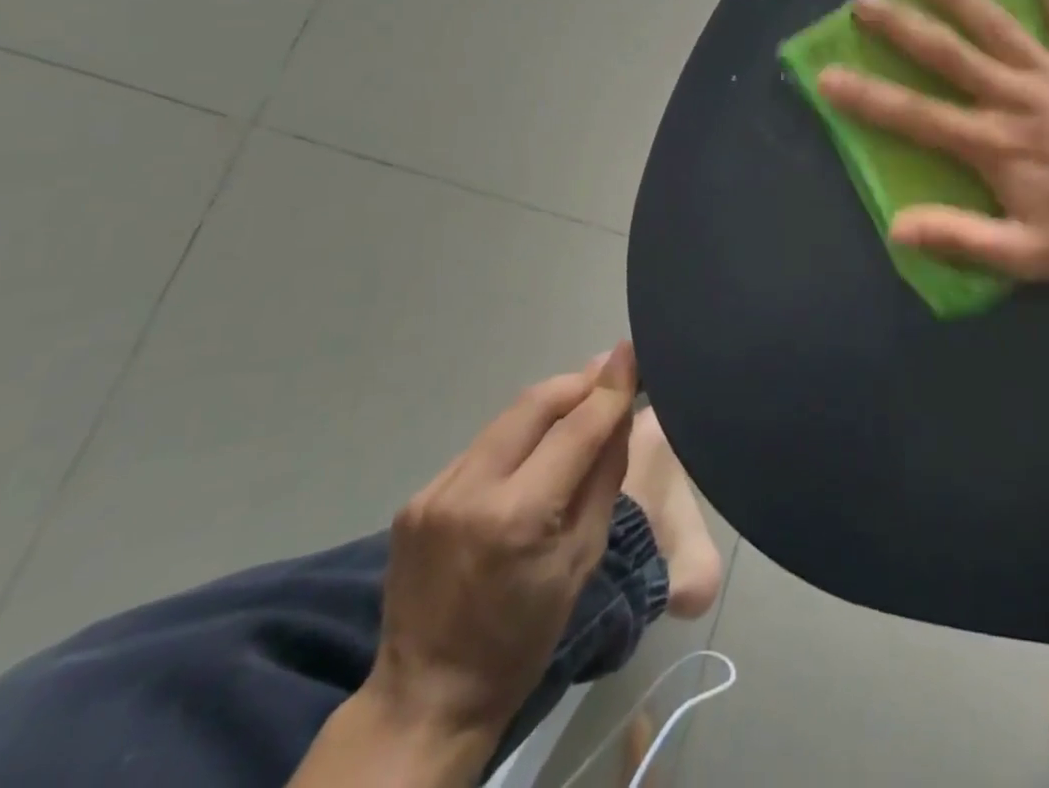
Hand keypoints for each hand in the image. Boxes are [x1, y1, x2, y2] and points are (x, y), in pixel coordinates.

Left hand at [364, 344, 638, 747]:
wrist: (428, 697)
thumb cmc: (523, 637)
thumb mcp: (582, 559)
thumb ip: (603, 476)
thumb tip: (620, 413)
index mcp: (518, 517)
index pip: (576, 428)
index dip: (609, 387)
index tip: (631, 351)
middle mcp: (470, 491)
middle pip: (535, 404)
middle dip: (578, 382)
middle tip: (609, 373)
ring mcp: (435, 491)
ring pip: (506, 419)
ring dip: (547, 406)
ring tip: (578, 406)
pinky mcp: (417, 497)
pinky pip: (481, 447)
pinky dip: (515, 438)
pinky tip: (531, 452)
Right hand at [817, 0, 1048, 278]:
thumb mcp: (1028, 252)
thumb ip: (962, 238)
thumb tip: (897, 228)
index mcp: (992, 141)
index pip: (915, 116)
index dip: (867, 96)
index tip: (827, 74)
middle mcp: (1013, 96)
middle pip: (948, 54)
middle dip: (901, 26)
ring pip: (998, 26)